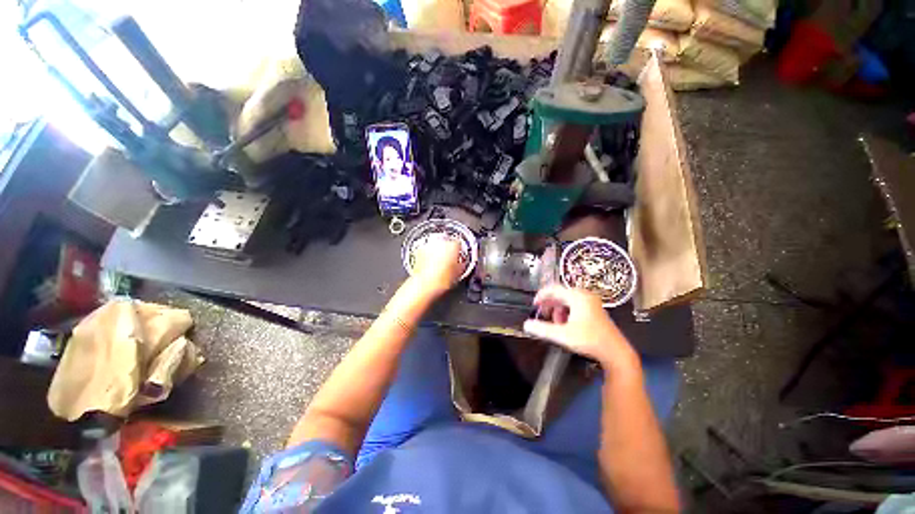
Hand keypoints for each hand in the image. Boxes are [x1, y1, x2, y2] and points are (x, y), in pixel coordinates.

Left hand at [411, 236, 464, 296]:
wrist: (424, 286)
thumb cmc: (441, 281)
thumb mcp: (458, 273)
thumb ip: (461, 264)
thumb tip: (461, 264)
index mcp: (453, 246)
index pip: (459, 243)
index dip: (459, 251)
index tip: (459, 257)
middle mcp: (440, 243)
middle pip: (446, 243)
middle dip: (448, 251)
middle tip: (449, 262)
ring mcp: (428, 246)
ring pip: (436, 247)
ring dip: (437, 253)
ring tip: (439, 265)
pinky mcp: (418, 252)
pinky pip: (426, 251)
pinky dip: (428, 256)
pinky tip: (430, 266)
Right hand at [523, 285, 638, 371]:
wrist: (615, 352)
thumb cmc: (590, 341)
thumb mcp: (562, 335)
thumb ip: (542, 329)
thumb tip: (526, 325)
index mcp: (577, 297)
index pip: (553, 289)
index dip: (541, 296)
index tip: (534, 305)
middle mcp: (584, 295)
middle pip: (560, 294)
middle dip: (549, 304)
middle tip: (542, 314)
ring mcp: (591, 302)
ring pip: (567, 300)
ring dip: (558, 309)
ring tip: (555, 322)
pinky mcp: (594, 309)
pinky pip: (575, 305)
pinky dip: (566, 312)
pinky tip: (566, 324)